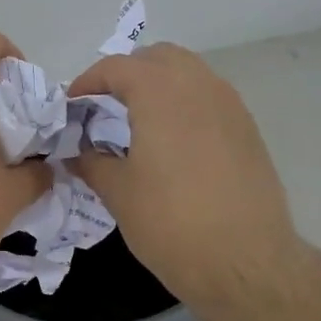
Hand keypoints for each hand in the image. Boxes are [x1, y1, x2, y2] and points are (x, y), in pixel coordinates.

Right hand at [69, 43, 307, 320]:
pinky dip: (185, 104)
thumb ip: (92, 162)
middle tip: (106, 106)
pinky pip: (210, 98)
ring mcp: (230, 105)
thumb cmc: (171, 223)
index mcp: (160, 93)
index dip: (88, 82)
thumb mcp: (118, 193)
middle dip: (128, 73)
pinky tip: (174, 143)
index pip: (117, 67)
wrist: (245, 262)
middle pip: (158, 57)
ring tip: (139, 122)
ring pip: (189, 73)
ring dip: (160, 85)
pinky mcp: (248, 129)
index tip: (73, 106)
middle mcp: (199, 86)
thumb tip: (76, 152)